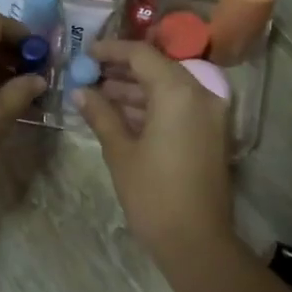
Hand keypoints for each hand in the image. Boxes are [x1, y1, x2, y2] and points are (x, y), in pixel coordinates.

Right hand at [74, 40, 233, 258]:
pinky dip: (151, 107)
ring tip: (97, 96)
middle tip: (88, 75)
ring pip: (167, 89)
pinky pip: (178, 108)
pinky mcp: (210, 134)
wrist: (196, 241)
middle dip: (121, 71)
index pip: (141, 55)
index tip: (85, 54)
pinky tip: (120, 115)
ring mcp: (209, 115)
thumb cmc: (153, 195)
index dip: (111, 50)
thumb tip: (80, 92)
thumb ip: (101, 115)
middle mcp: (200, 95)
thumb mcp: (120, 152)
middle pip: (157, 69)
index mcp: (178, 92)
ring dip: (134, 90)